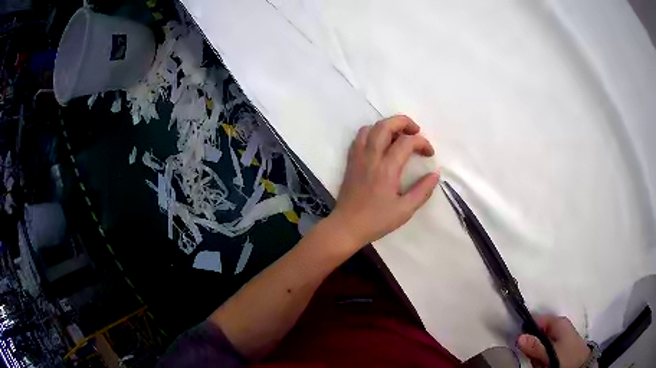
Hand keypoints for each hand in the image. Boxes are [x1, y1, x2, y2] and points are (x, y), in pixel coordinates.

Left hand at [331, 115, 439, 247]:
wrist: (346, 226)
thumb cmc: (377, 220)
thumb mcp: (405, 210)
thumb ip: (422, 190)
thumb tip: (436, 174)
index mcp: (387, 168)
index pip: (407, 142)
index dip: (422, 143)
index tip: (429, 153)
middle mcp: (371, 157)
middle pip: (385, 125)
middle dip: (403, 122)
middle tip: (415, 131)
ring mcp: (358, 157)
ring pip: (370, 128)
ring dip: (386, 126)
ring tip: (398, 136)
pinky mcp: (350, 161)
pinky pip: (360, 138)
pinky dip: (372, 133)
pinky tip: (380, 144)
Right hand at [518, 315, 590, 367]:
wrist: (581, 364)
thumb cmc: (567, 356)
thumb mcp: (550, 353)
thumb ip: (535, 346)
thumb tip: (519, 337)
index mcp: (558, 322)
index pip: (537, 319)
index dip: (527, 329)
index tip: (519, 342)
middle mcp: (558, 326)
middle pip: (537, 333)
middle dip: (533, 346)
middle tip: (534, 358)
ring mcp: (559, 335)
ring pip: (540, 344)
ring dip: (537, 354)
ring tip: (541, 363)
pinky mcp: (560, 345)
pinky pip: (545, 350)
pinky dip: (542, 357)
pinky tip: (545, 364)